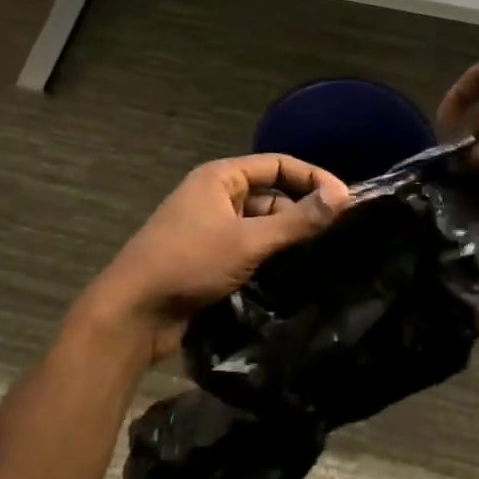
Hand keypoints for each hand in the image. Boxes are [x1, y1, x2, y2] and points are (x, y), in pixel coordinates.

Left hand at [72, 155, 350, 368]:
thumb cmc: (188, 264)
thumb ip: (297, 220)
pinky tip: (295, 272)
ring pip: (262, 224)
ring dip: (287, 236)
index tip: (345, 201)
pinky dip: (271, 255)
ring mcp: (211, 228)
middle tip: (338, 232)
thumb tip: (343, 196)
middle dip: (302, 210)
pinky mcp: (210, 258)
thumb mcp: (248, 240)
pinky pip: (250, 247)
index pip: (278, 165)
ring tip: (322, 253)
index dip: (313, 178)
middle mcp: (216, 196)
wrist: (132, 314)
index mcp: (220, 178)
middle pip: (271, 194)